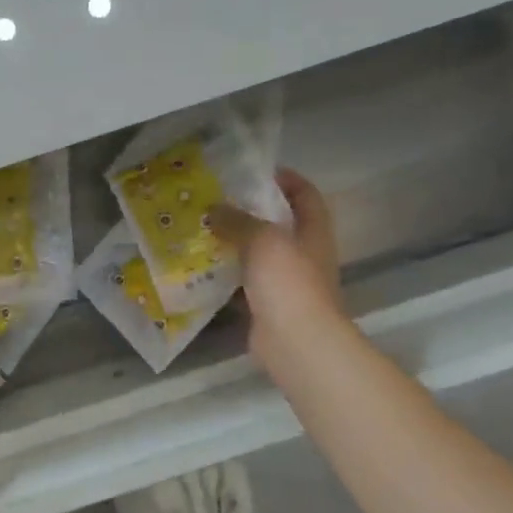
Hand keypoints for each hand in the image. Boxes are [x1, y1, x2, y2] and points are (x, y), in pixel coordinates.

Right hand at [211, 168, 345, 373]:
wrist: (296, 342)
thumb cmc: (288, 282)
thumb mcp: (263, 239)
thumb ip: (238, 221)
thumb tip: (214, 209)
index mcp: (313, 231)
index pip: (306, 194)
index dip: (286, 179)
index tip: (256, 170)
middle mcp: (304, 254)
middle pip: (279, 224)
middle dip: (250, 211)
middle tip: (216, 200)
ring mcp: (286, 282)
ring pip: (258, 255)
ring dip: (234, 244)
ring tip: (201, 230)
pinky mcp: (267, 306)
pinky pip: (243, 284)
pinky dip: (225, 276)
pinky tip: (199, 268)